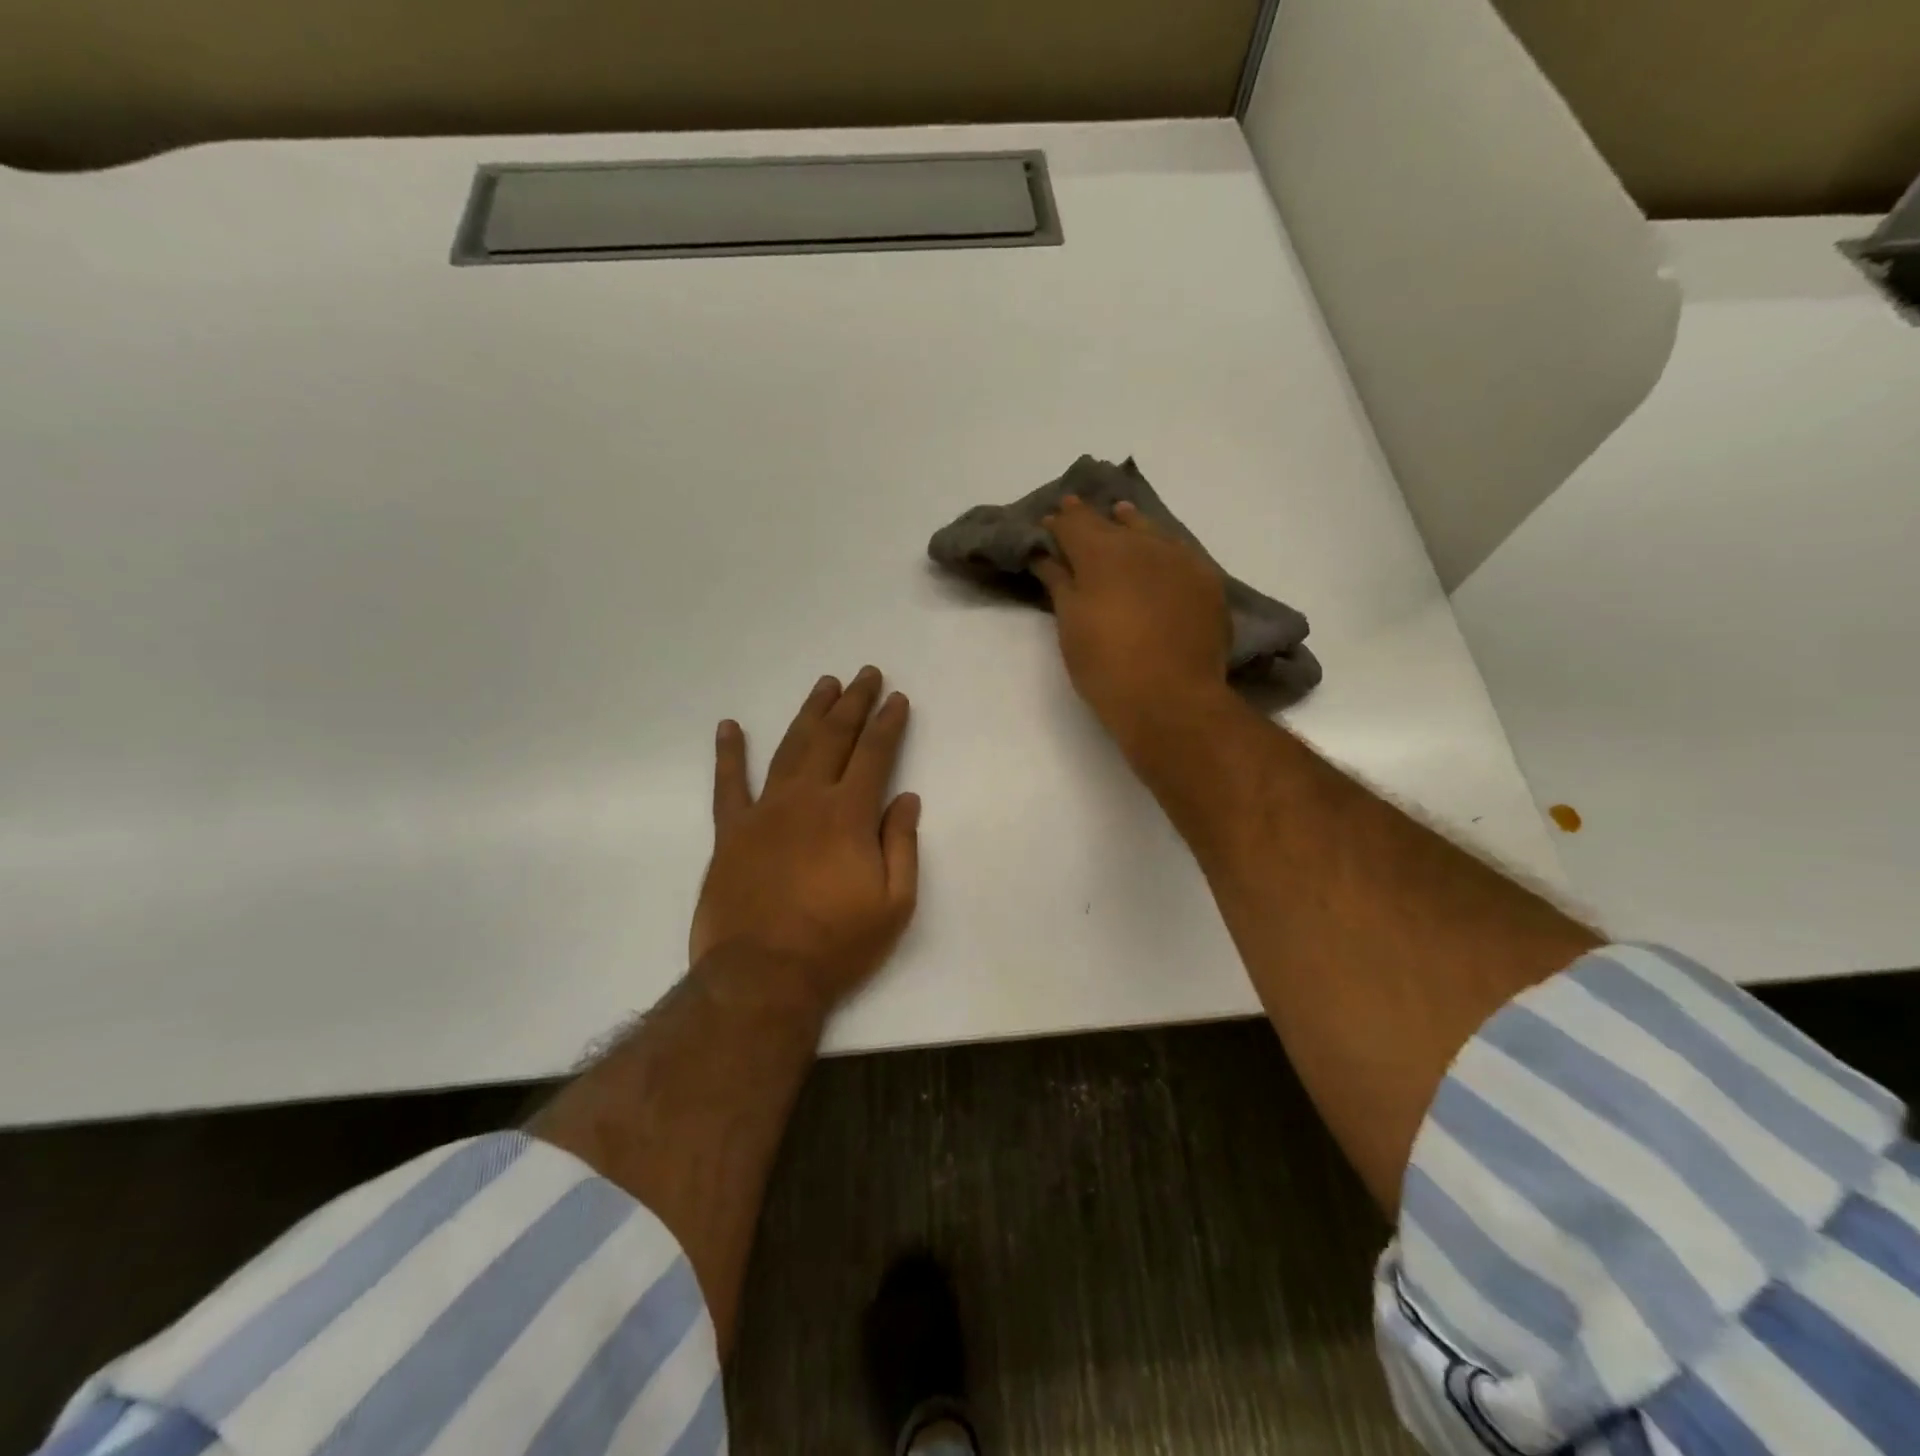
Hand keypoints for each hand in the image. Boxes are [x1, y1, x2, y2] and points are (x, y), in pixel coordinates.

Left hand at [690, 667, 920, 1010]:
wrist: (762, 977)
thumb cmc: (837, 945)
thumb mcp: (894, 904)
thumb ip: (902, 845)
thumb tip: (907, 798)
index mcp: (849, 814)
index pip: (874, 754)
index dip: (888, 723)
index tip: (897, 698)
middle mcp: (807, 799)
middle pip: (833, 738)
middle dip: (853, 702)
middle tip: (865, 674)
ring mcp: (764, 811)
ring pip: (790, 748)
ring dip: (809, 713)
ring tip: (824, 685)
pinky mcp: (731, 832)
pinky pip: (728, 785)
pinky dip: (729, 754)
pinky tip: (729, 727)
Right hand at [1031, 496, 1230, 739]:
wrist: (1171, 699)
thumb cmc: (1106, 666)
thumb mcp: (1071, 625)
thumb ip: (1059, 584)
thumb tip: (1045, 556)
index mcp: (1101, 553)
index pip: (1075, 523)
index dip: (1060, 522)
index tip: (1050, 523)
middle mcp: (1142, 544)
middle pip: (1112, 521)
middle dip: (1092, 518)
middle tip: (1078, 513)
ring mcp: (1180, 559)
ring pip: (1150, 530)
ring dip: (1131, 523)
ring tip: (1122, 517)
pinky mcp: (1207, 581)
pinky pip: (1179, 551)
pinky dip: (1162, 547)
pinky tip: (1160, 554)